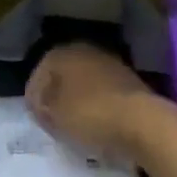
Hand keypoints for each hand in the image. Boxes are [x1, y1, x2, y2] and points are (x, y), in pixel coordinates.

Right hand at [26, 43, 157, 160]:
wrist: (142, 122)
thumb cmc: (90, 114)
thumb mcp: (54, 115)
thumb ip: (42, 107)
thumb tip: (43, 105)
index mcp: (63, 52)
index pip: (38, 75)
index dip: (34, 99)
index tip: (37, 120)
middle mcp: (86, 50)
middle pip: (62, 77)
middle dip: (56, 98)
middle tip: (53, 122)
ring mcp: (110, 63)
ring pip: (84, 84)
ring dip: (77, 102)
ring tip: (74, 126)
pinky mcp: (129, 80)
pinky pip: (103, 93)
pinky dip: (96, 106)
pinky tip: (96, 124)